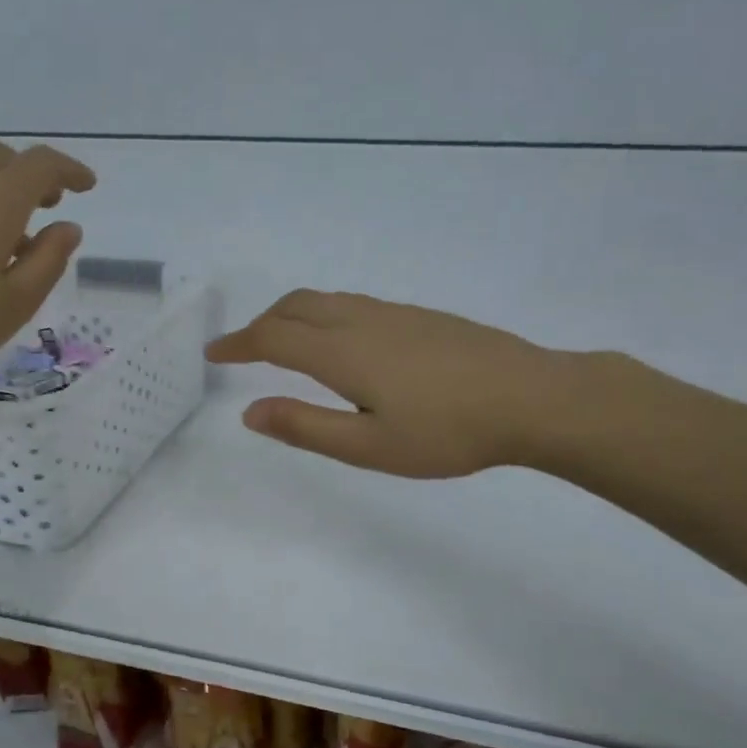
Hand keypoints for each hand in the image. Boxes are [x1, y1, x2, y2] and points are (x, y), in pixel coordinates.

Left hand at [0, 142, 94, 396]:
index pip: (40, 166)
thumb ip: (48, 261)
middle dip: (32, 174)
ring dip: (1, 194)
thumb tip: (68, 227)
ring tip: (15, 241)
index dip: (69, 170)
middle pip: (1, 159)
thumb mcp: (15, 302)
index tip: (88, 187)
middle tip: (50, 204)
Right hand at [206, 290, 603, 477]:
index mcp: (342, 353)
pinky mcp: (422, 317)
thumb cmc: (447, 432)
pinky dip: (325, 314)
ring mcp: (395, 314)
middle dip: (262, 324)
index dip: (238, 344)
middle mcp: (362, 321)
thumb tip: (250, 411)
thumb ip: (305, 427)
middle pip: (296, 306)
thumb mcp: (368, 447)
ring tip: (284, 342)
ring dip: (292, 315)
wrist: (532, 398)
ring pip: (327, 300)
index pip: (273, 338)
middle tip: (244, 350)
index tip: (213, 353)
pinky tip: (342, 342)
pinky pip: (354, 304)